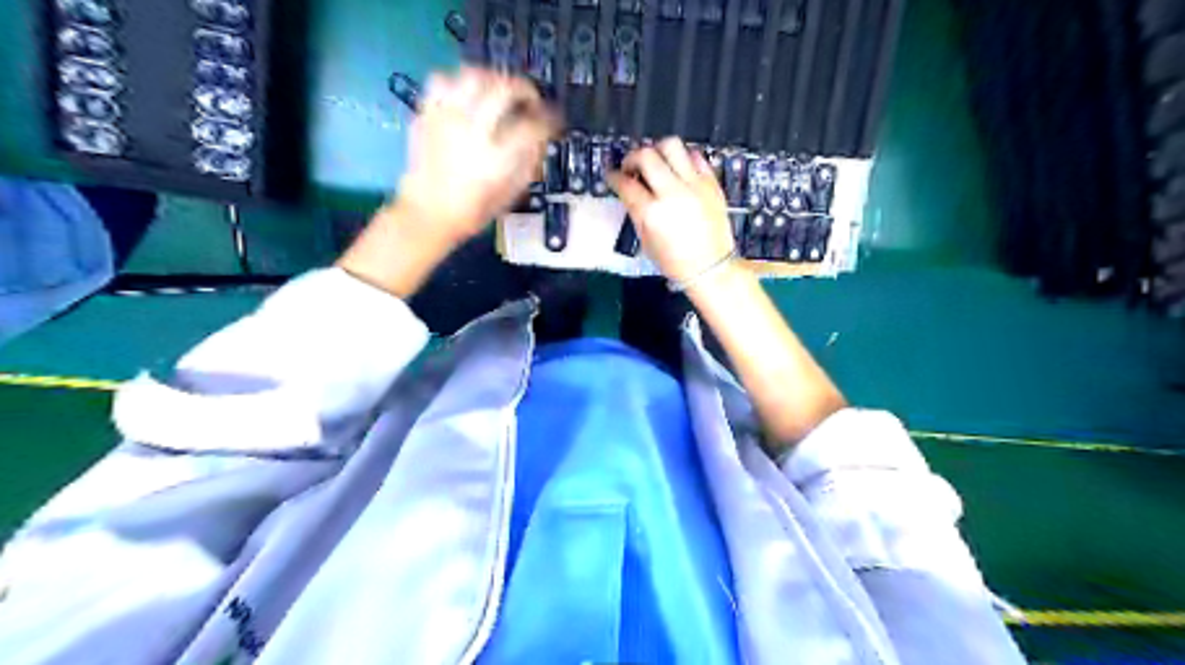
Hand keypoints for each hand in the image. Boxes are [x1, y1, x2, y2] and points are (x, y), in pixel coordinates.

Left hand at [399, 67, 561, 244]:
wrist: (426, 214)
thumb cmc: (471, 212)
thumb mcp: (509, 195)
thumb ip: (528, 164)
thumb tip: (540, 139)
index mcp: (497, 159)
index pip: (531, 126)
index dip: (548, 120)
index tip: (553, 121)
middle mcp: (472, 131)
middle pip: (504, 89)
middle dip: (525, 89)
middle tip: (531, 99)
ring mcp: (446, 119)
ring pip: (472, 76)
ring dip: (493, 78)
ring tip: (500, 91)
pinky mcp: (426, 115)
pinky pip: (441, 81)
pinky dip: (458, 82)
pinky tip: (466, 95)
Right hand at [606, 139, 736, 286]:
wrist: (711, 267)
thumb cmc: (675, 261)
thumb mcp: (646, 240)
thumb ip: (637, 211)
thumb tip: (630, 190)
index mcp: (652, 213)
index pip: (625, 184)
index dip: (613, 177)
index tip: (611, 176)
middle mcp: (673, 193)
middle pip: (646, 155)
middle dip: (632, 158)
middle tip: (631, 168)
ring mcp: (694, 185)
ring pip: (672, 145)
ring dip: (658, 151)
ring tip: (656, 164)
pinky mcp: (711, 183)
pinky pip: (695, 156)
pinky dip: (683, 159)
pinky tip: (678, 171)